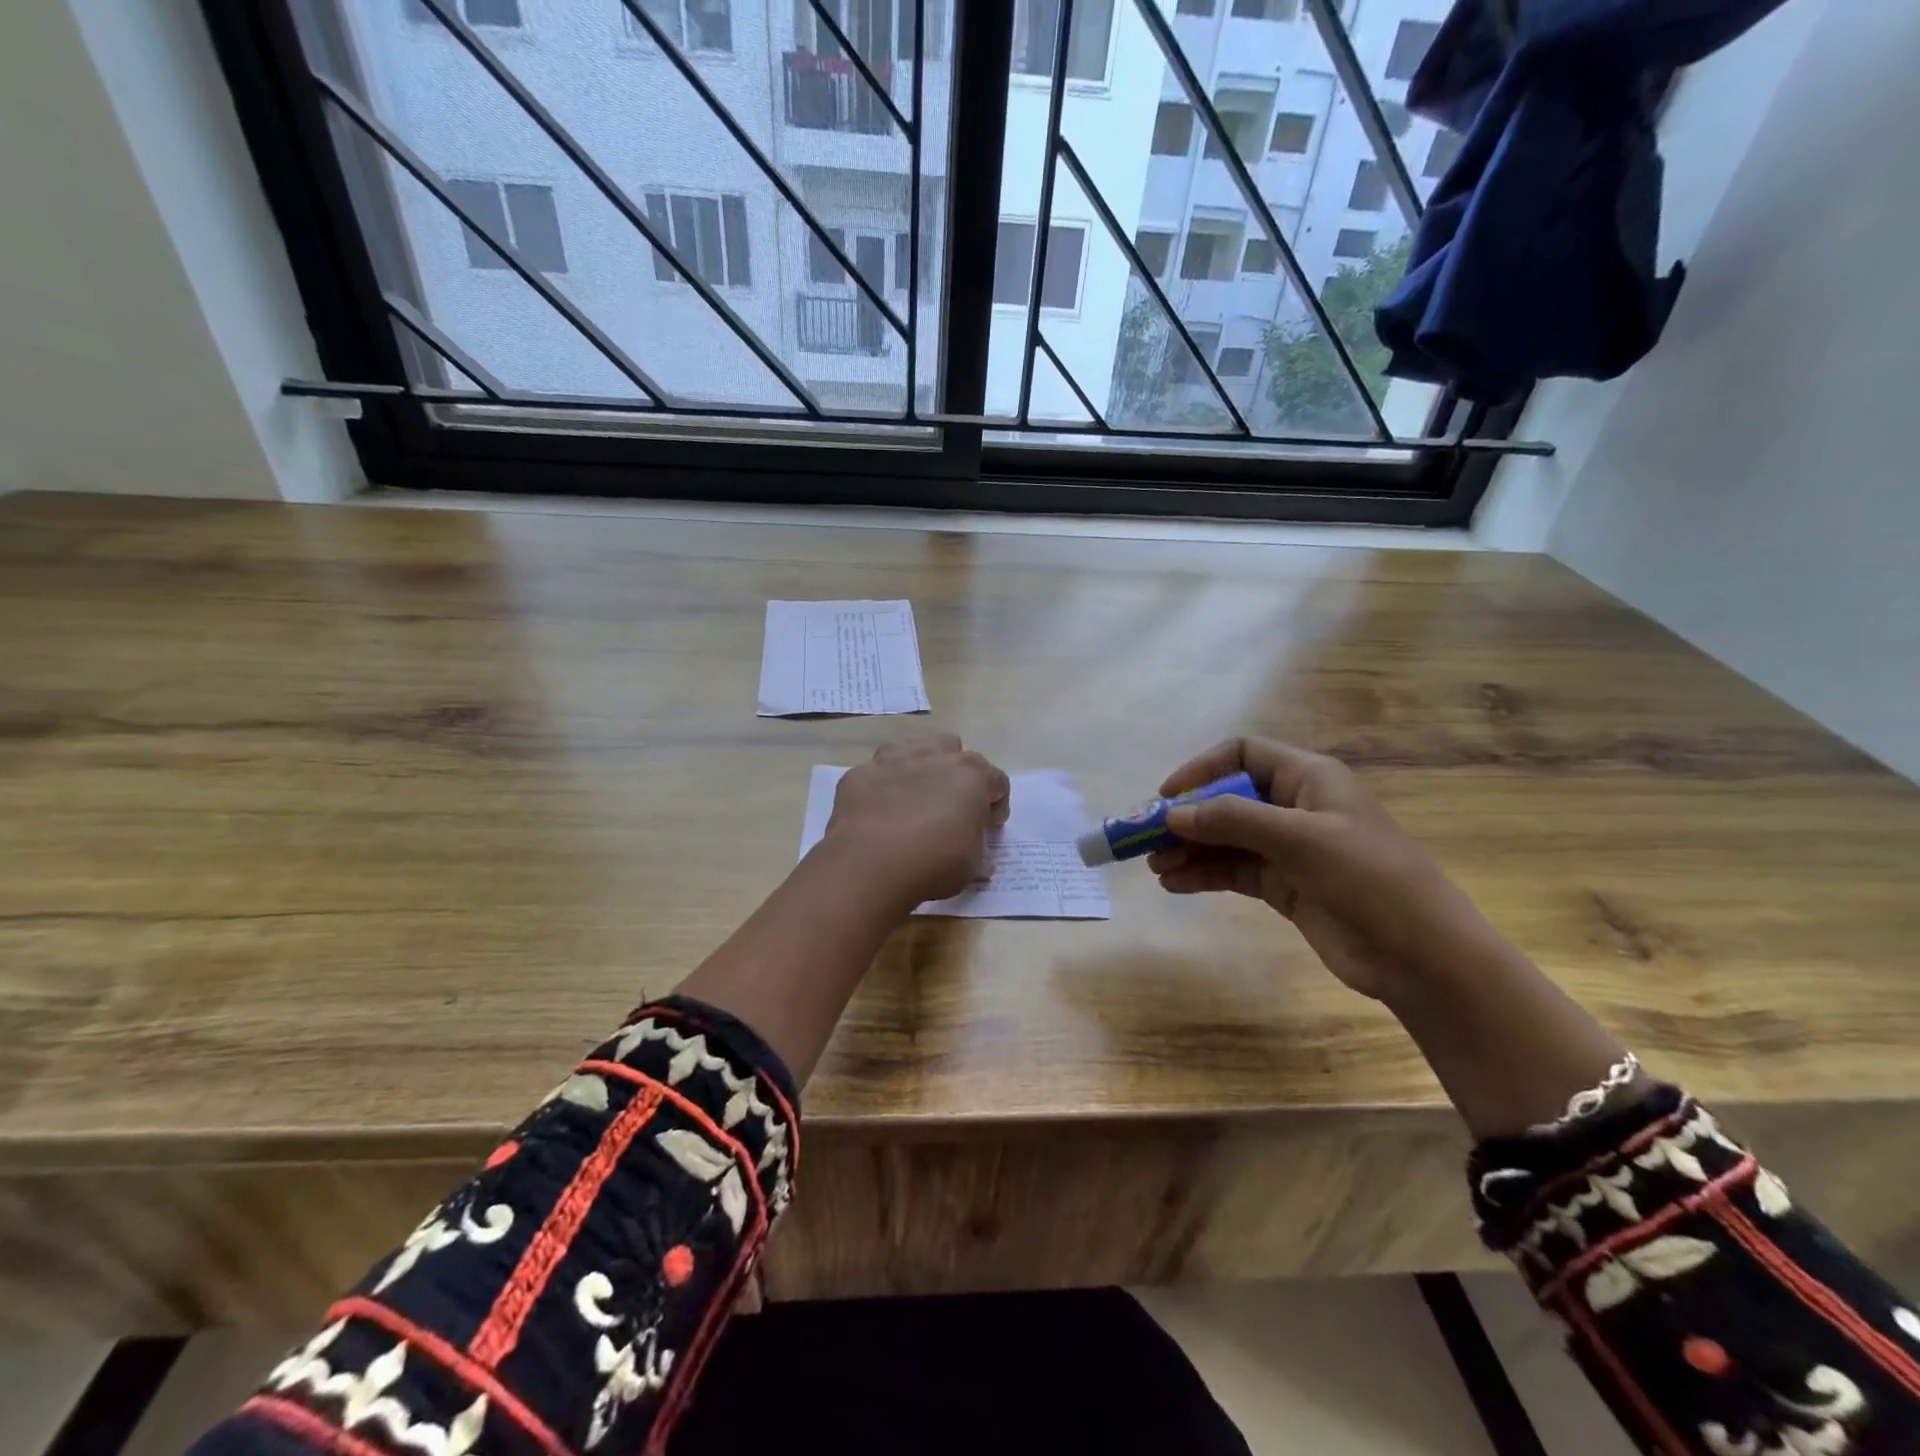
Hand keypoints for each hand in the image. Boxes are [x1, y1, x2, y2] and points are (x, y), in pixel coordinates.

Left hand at [819, 735, 1009, 915]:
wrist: (870, 865)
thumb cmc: (934, 863)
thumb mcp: (971, 867)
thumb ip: (978, 855)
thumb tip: (981, 863)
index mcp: (971, 776)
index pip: (997, 781)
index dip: (996, 805)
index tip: (988, 827)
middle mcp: (935, 757)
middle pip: (955, 752)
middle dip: (957, 776)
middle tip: (952, 809)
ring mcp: (894, 760)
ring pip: (915, 749)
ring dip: (921, 768)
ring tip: (916, 800)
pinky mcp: (861, 773)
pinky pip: (877, 772)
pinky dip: (882, 787)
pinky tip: (879, 812)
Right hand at [1149, 737, 1488, 1002]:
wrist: (1422, 956)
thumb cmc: (1368, 878)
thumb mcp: (1299, 839)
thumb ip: (1232, 820)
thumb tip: (1172, 814)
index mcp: (1307, 778)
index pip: (1242, 755)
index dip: (1201, 769)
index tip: (1167, 798)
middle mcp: (1294, 807)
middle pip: (1227, 799)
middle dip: (1187, 817)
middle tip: (1146, 840)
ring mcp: (1289, 849)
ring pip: (1225, 839)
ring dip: (1189, 849)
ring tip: (1155, 867)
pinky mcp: (1285, 885)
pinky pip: (1233, 871)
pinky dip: (1204, 875)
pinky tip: (1175, 885)